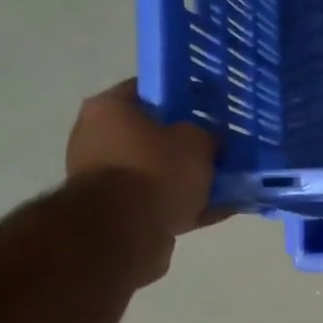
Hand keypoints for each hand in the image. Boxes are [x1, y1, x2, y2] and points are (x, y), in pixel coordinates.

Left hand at [65, 80, 225, 281]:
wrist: (125, 232)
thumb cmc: (156, 170)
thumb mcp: (197, 141)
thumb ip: (207, 134)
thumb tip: (210, 138)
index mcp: (109, 108)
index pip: (149, 91)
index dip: (183, 97)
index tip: (210, 109)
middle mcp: (97, 138)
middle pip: (152, 135)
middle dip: (186, 145)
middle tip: (219, 150)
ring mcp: (104, 178)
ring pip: (157, 172)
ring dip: (187, 179)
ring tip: (226, 186)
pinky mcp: (115, 213)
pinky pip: (158, 202)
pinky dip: (185, 206)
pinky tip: (218, 211)